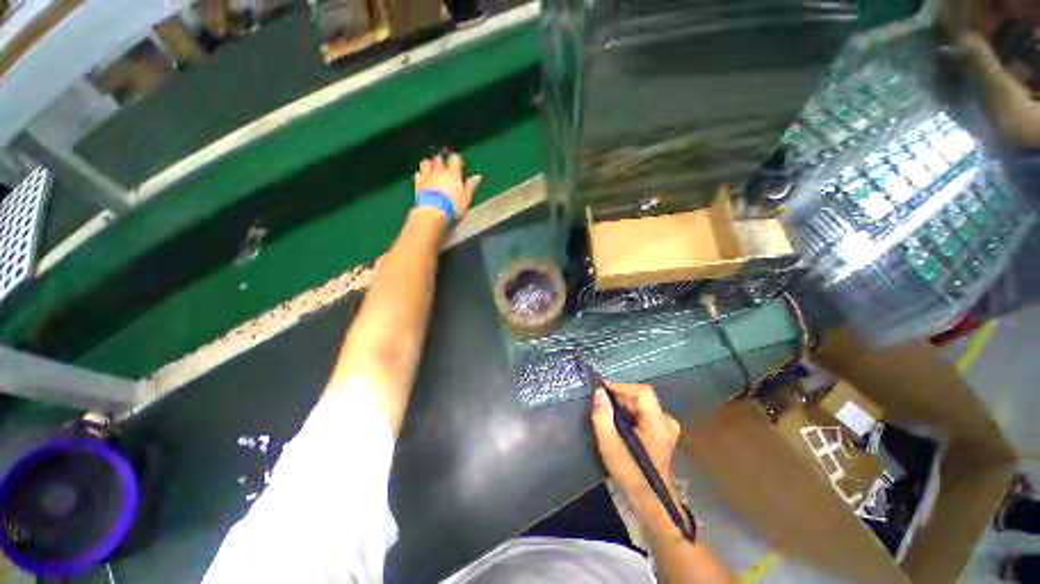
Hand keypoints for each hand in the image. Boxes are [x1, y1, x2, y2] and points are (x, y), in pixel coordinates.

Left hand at [414, 152, 481, 220]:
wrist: (433, 213)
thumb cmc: (453, 206)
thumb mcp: (466, 198)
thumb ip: (471, 186)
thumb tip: (477, 176)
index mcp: (453, 173)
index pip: (455, 158)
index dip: (456, 159)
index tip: (458, 163)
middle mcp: (439, 170)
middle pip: (438, 158)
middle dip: (441, 160)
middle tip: (444, 167)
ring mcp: (427, 176)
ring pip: (425, 162)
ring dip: (429, 164)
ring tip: (431, 169)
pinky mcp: (418, 183)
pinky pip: (418, 173)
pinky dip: (421, 174)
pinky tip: (423, 178)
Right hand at [591, 383, 682, 506]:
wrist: (651, 502)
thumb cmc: (631, 474)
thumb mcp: (610, 446)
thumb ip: (602, 417)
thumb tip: (599, 393)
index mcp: (658, 424)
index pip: (642, 392)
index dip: (621, 387)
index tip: (602, 389)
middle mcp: (666, 421)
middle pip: (641, 397)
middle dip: (619, 397)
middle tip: (601, 403)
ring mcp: (667, 427)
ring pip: (641, 405)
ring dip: (623, 405)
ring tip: (607, 412)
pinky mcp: (662, 433)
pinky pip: (643, 413)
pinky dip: (629, 413)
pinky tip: (618, 422)